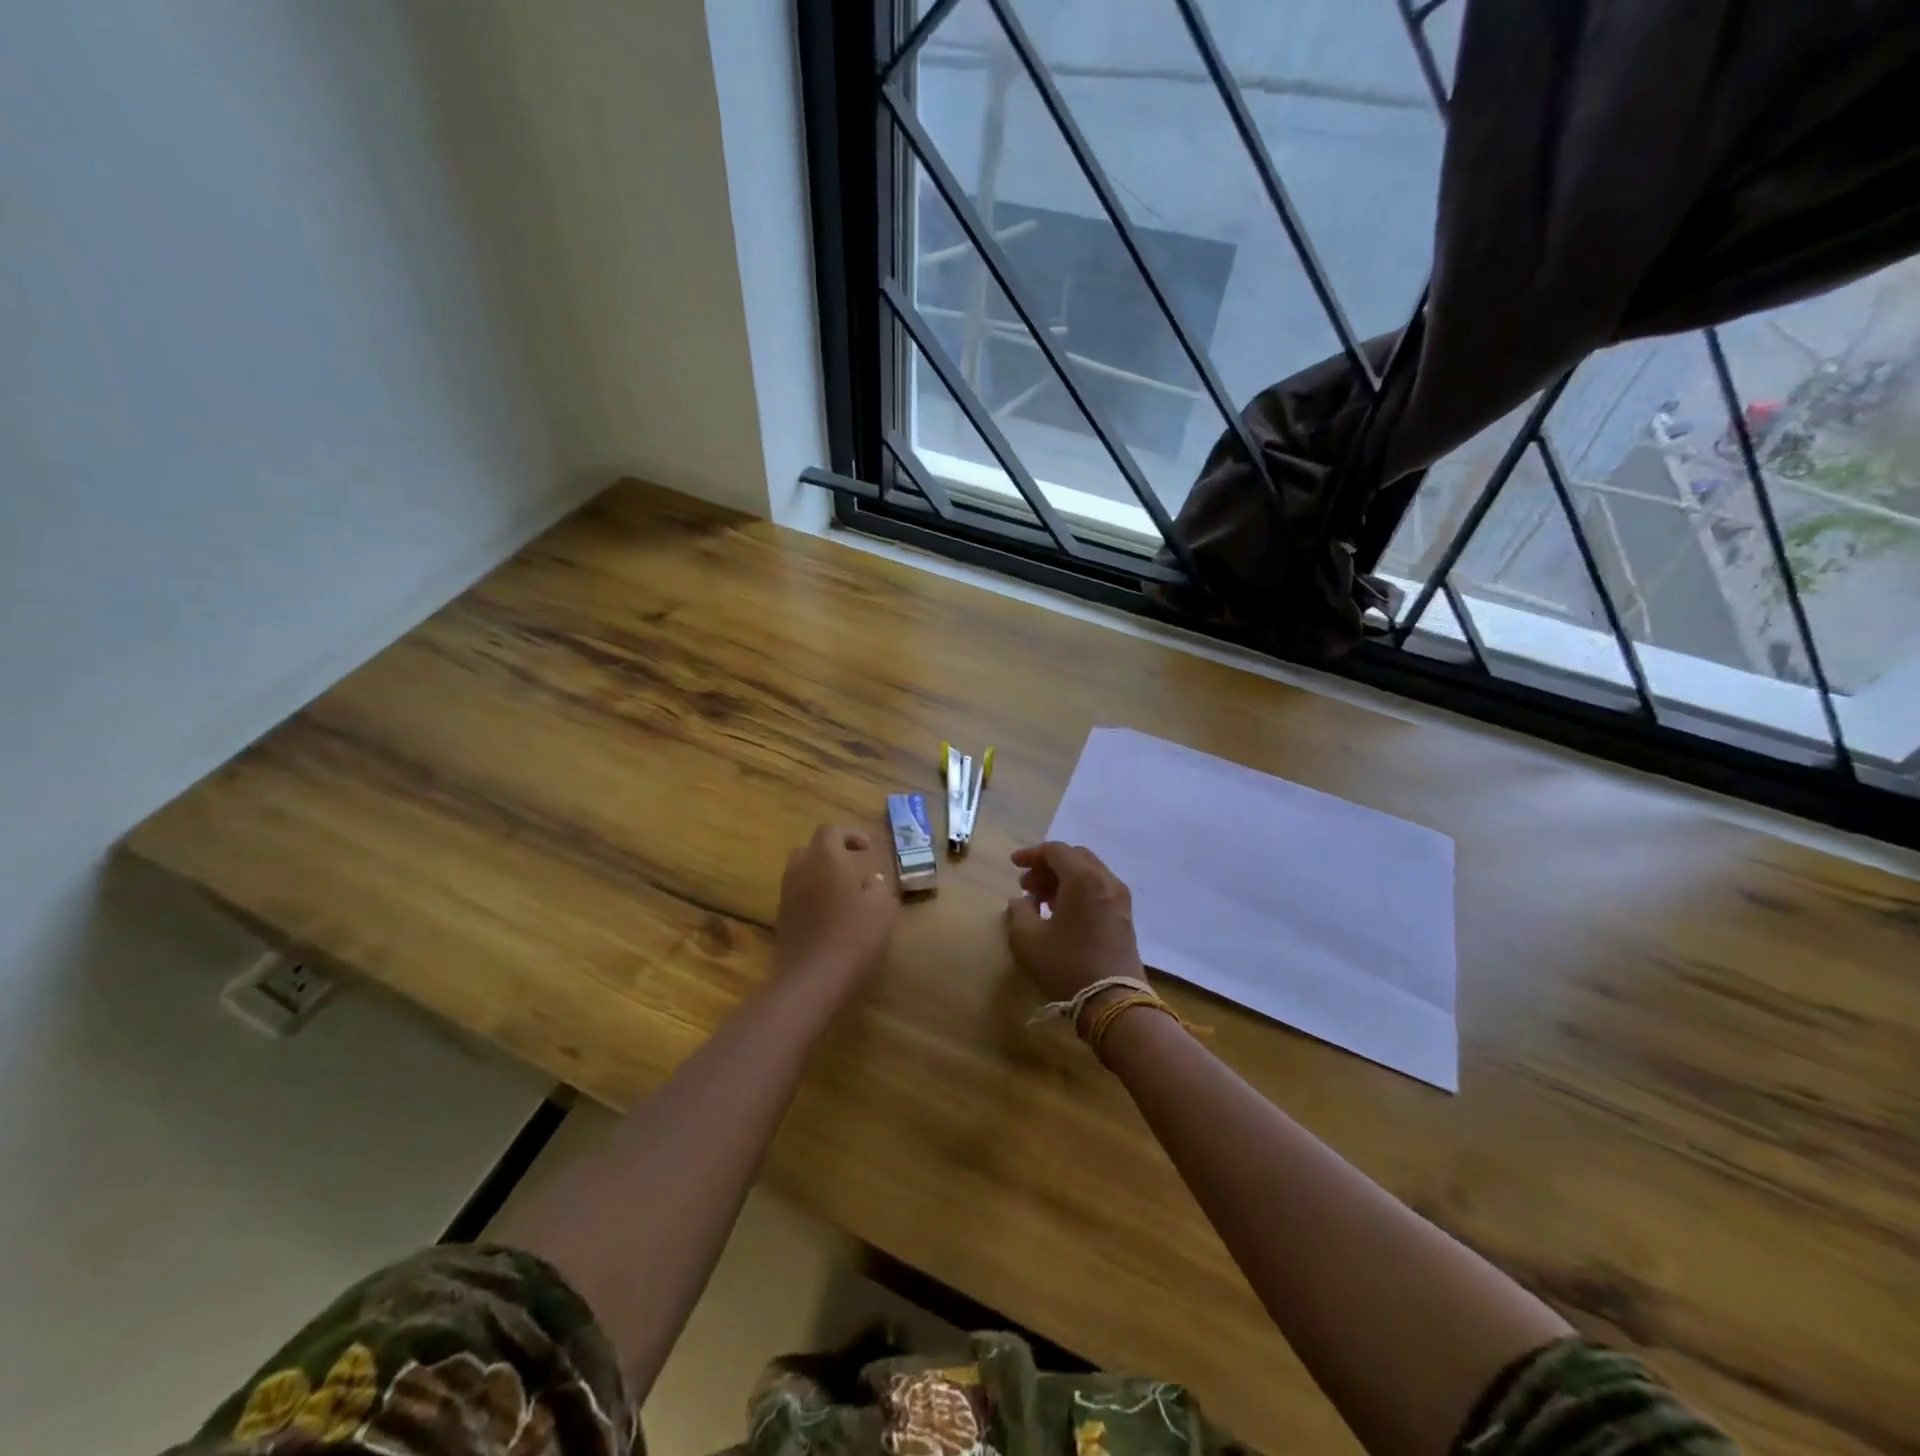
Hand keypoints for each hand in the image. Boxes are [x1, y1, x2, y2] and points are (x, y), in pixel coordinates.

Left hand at [775, 824, 898, 985]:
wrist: (811, 977)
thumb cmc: (853, 934)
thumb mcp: (883, 908)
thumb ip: (879, 887)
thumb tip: (871, 880)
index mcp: (826, 856)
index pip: (833, 831)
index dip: (851, 835)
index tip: (867, 848)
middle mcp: (801, 867)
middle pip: (812, 849)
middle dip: (832, 853)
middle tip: (854, 866)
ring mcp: (787, 893)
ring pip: (802, 871)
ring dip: (821, 874)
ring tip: (844, 892)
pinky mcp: (781, 916)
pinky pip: (797, 894)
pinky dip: (813, 895)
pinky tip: (831, 915)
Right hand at [1005, 842, 1143, 1003]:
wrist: (1113, 1002)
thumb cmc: (1067, 965)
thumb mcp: (1028, 939)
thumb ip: (1018, 912)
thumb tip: (1021, 900)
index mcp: (1083, 878)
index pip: (1056, 850)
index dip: (1031, 854)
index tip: (1014, 864)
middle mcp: (1106, 880)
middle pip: (1075, 857)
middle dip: (1048, 866)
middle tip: (1027, 884)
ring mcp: (1119, 899)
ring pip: (1088, 873)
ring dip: (1063, 879)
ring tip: (1040, 899)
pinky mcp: (1124, 917)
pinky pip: (1098, 889)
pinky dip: (1078, 891)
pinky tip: (1061, 912)